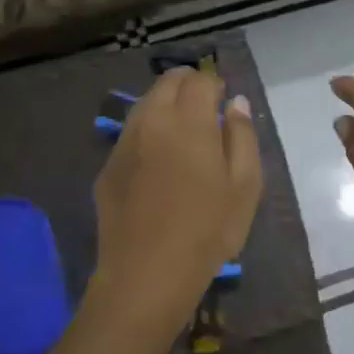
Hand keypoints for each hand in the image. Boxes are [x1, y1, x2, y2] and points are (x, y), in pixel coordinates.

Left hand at [94, 67, 261, 316]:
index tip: (226, 103)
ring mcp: (124, 143)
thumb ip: (243, 136)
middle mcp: (151, 120)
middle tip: (206, 110)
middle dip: (189, 85)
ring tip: (184, 133)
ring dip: (166, 105)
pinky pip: (131, 134)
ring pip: (145, 104)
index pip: (200, 79)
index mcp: (189, 121)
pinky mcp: (108, 167)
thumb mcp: (245, 185)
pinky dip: (148, 132)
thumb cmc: (209, 230)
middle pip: (168, 82)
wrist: (148, 273)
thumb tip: (236, 102)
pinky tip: (160, 163)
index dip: (216, 85)